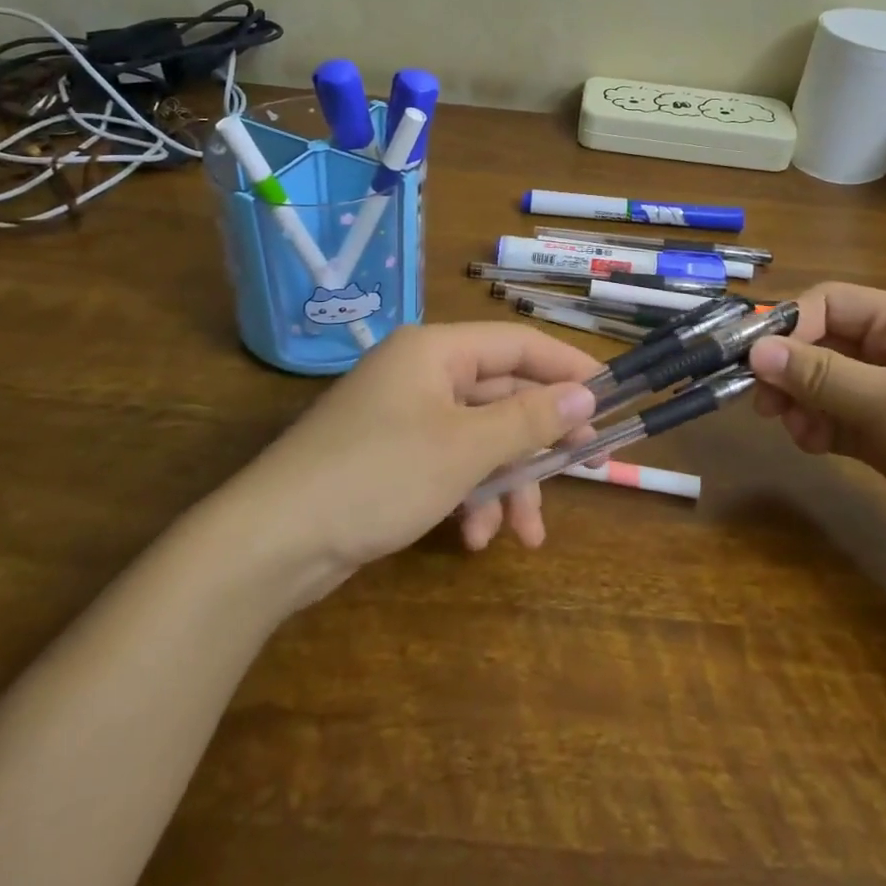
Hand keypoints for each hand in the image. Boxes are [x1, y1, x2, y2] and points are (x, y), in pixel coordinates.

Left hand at [226, 323, 600, 592]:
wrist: (274, 541)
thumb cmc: (378, 475)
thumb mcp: (465, 448)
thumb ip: (530, 419)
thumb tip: (587, 394)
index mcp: (436, 351)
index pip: (517, 344)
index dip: (567, 366)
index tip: (611, 394)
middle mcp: (421, 374)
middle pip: (501, 395)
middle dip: (538, 441)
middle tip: (585, 468)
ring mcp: (404, 417)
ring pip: (480, 439)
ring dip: (507, 484)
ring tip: (525, 537)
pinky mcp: (392, 458)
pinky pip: (450, 466)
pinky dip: (470, 498)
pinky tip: (475, 538)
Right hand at [746, 282, 885, 576]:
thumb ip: (823, 375)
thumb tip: (755, 349)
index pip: (828, 303)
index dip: (788, 326)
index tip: (754, 365)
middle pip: (823, 343)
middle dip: (789, 370)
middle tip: (765, 407)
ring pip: (829, 383)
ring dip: (804, 403)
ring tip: (799, 436)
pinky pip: (844, 418)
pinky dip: (823, 428)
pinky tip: (816, 448)